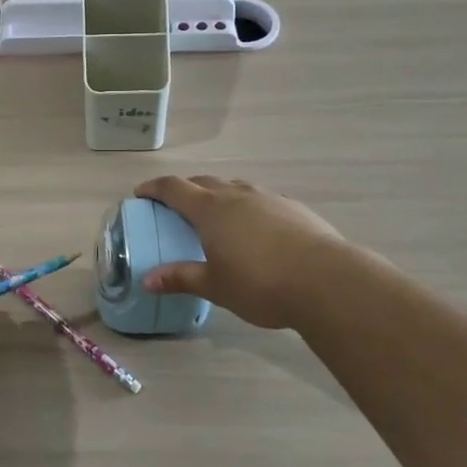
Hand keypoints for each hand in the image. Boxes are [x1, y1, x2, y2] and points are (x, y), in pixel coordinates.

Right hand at [134, 175, 352, 329]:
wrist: (326, 281)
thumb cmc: (260, 283)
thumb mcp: (215, 286)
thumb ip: (181, 278)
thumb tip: (147, 280)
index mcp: (210, 209)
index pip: (174, 188)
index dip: (155, 188)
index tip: (141, 193)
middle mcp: (236, 195)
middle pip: (204, 181)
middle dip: (186, 189)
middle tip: (176, 204)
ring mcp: (267, 198)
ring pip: (235, 186)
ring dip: (219, 193)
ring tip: (217, 213)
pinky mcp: (294, 208)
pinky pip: (261, 199)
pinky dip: (248, 205)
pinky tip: (256, 226)